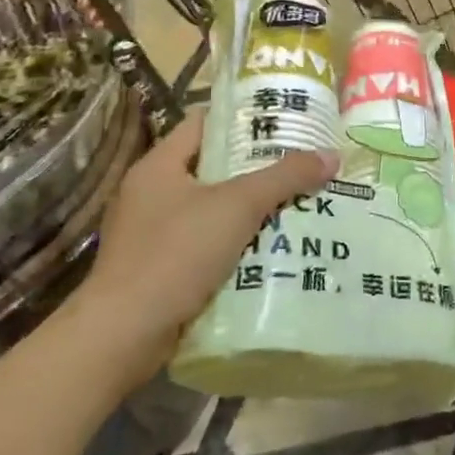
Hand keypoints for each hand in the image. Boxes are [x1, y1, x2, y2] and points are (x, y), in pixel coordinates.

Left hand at [68, 109, 338, 385]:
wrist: (122, 336)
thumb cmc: (175, 254)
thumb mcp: (238, 206)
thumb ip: (285, 177)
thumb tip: (332, 155)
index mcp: (159, 166)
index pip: (204, 123)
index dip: (244, 117)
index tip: (285, 120)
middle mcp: (151, 194)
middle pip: (214, 167)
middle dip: (259, 167)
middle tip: (302, 163)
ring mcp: (153, 234)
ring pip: (214, 209)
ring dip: (252, 209)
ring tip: (300, 202)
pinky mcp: (161, 270)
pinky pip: (208, 244)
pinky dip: (239, 243)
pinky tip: (274, 247)